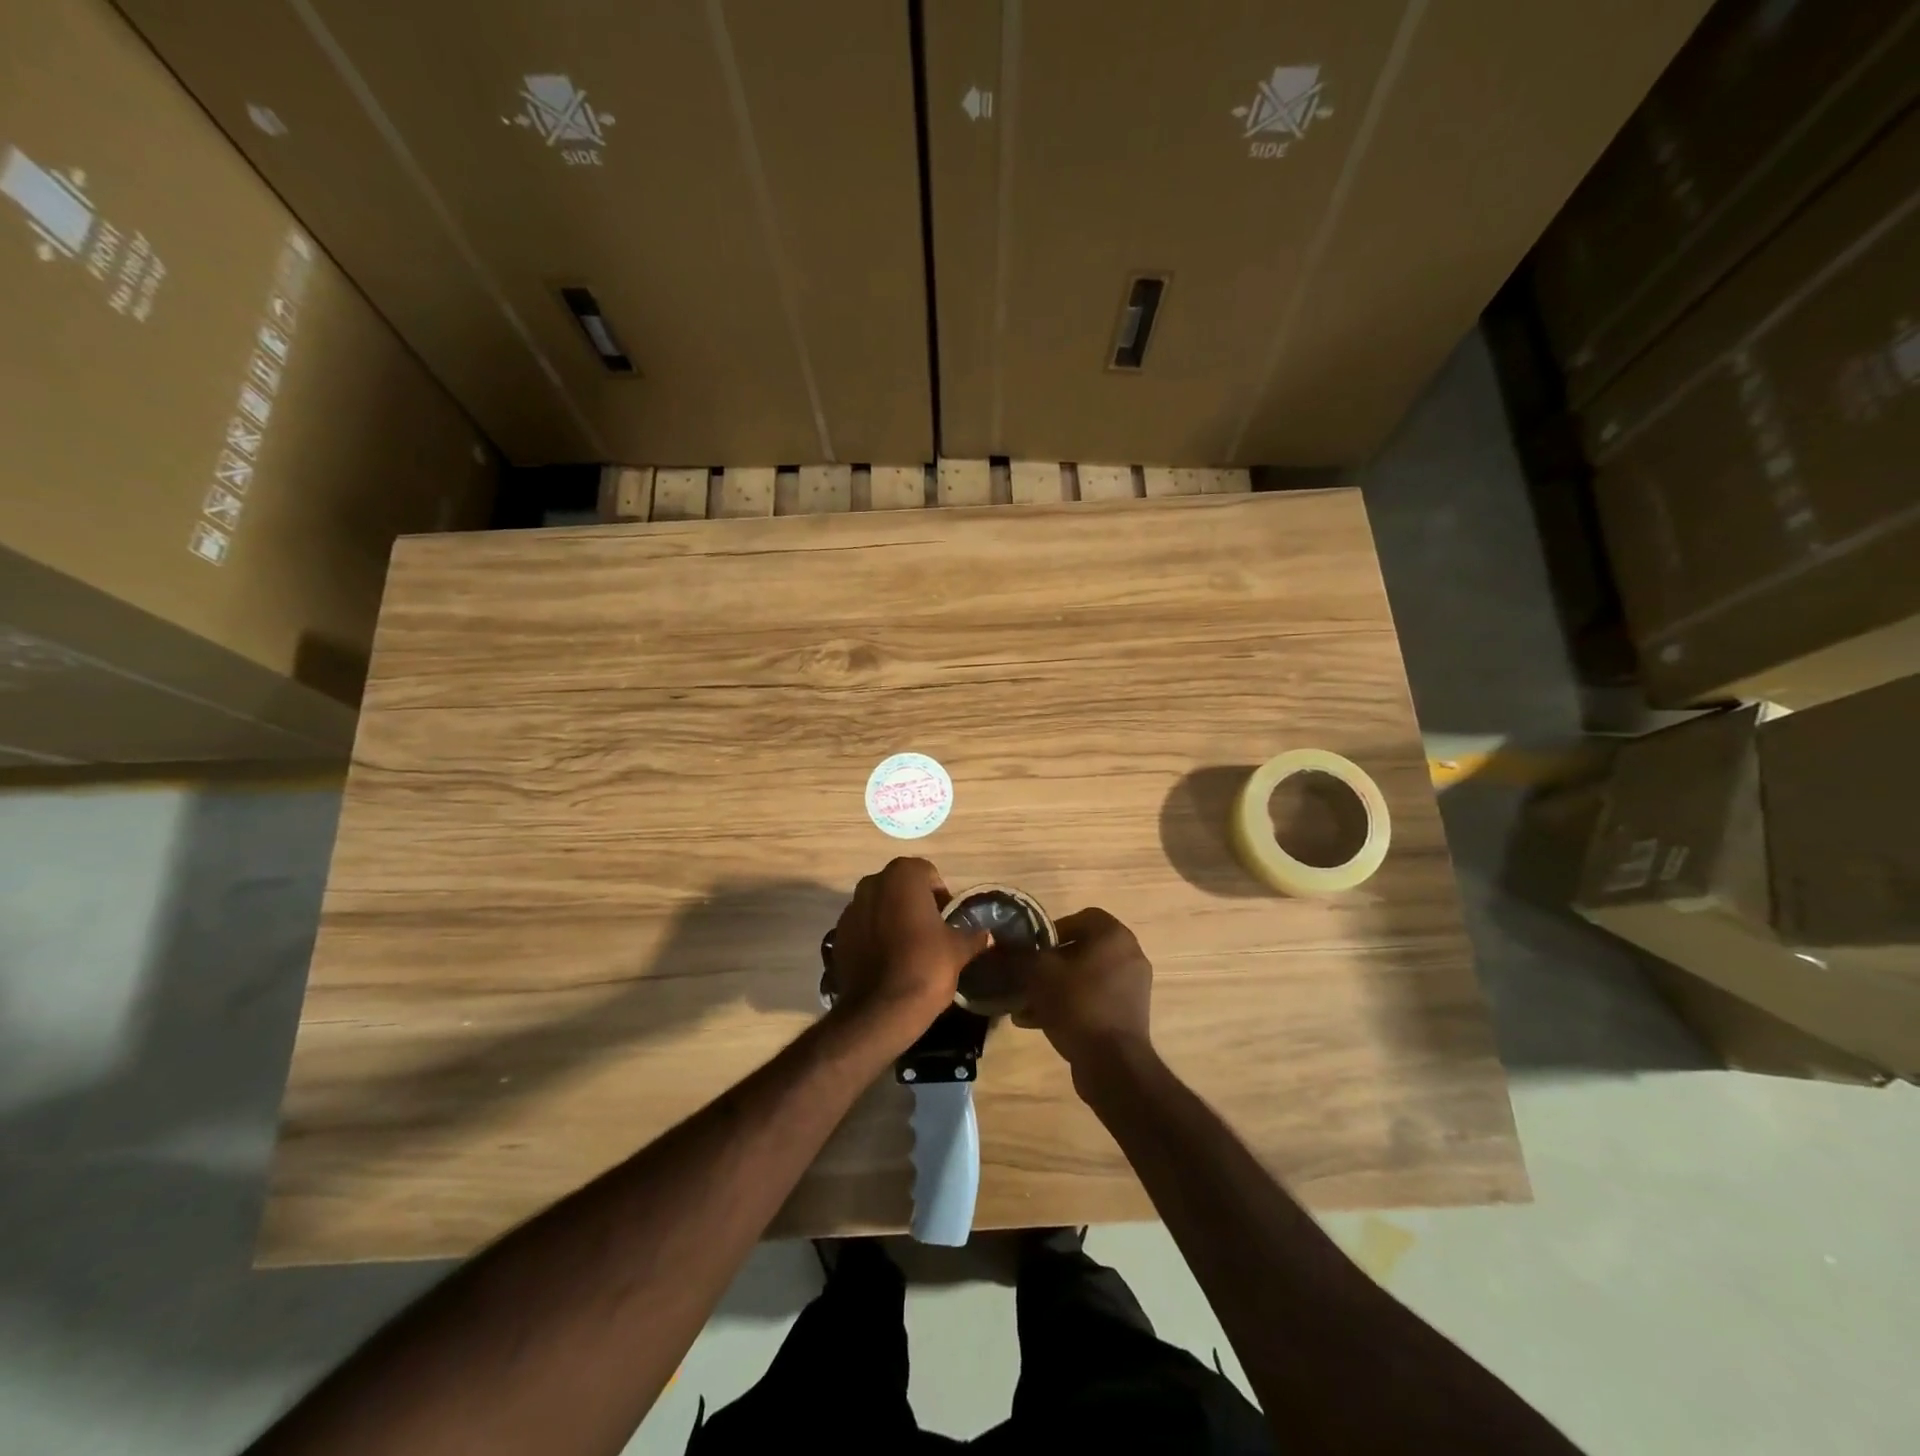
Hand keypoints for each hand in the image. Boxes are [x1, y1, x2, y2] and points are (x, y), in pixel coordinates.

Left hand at [827, 858, 991, 1046]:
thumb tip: (986, 935)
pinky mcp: (838, 935)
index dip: (940, 895)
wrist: (881, 1009)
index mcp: (903, 875)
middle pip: (900, 886)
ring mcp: (850, 908)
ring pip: (879, 906)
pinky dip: (874, 936)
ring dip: (892, 918)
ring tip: (908, 947)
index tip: (948, 919)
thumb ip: (972, 936)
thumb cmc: (925, 966)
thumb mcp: (958, 950)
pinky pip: (863, 927)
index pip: (927, 874)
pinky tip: (887, 960)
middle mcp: (872, 883)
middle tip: (931, 931)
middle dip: (914, 903)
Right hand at [1013, 908, 1152, 1071]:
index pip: (1079, 918)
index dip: (1050, 930)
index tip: (1030, 949)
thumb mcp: (1039, 973)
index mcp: (1113, 936)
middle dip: (1048, 964)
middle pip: (1079, 950)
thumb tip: (1002, 944)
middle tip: (1025, 977)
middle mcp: (1129, 955)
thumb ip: (1019, 953)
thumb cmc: (1077, 1004)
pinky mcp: (1128, 1014)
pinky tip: (1037, 1022)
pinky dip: (1068, 1005)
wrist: (1113, 1064)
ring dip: (1053, 987)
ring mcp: (1132, 987)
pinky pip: (1092, 999)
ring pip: (1083, 978)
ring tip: (1024, 1005)